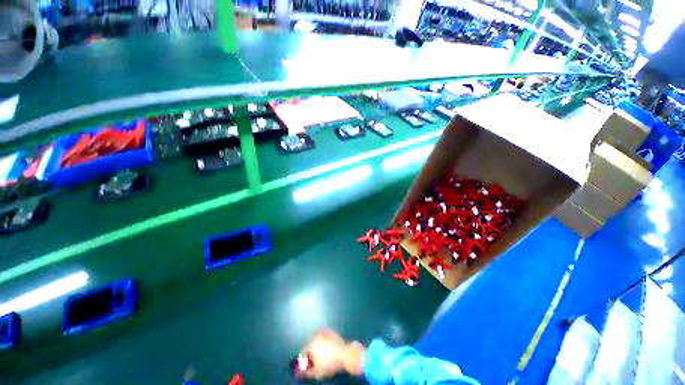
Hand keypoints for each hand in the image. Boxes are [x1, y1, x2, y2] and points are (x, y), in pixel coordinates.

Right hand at [298, 329, 365, 379]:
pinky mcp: (332, 332)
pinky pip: (325, 337)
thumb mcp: (317, 372)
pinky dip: (325, 343)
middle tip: (315, 361)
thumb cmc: (330, 363)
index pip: (303, 352)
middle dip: (311, 352)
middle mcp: (317, 335)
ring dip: (318, 347)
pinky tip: (329, 350)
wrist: (346, 354)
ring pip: (318, 340)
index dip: (304, 360)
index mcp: (311, 343)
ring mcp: (325, 332)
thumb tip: (301, 373)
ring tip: (322, 356)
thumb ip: (307, 372)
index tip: (307, 366)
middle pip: (310, 344)